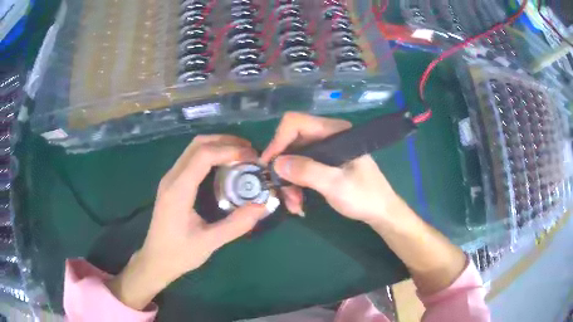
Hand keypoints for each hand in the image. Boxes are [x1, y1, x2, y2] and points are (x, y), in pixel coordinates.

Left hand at [107, 135, 267, 309]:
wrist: (155, 260)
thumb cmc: (179, 253)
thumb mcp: (209, 243)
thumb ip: (236, 225)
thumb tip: (262, 206)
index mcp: (178, 190)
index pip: (203, 156)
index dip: (229, 150)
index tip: (251, 156)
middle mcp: (171, 178)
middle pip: (197, 144)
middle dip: (225, 141)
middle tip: (250, 151)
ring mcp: (170, 179)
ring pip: (193, 148)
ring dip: (218, 145)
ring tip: (241, 155)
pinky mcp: (172, 183)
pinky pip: (191, 158)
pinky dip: (210, 154)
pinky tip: (224, 165)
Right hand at [261, 112, 401, 224]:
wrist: (381, 211)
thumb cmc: (365, 196)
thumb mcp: (335, 185)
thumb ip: (307, 171)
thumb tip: (276, 163)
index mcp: (334, 132)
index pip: (296, 123)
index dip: (278, 141)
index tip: (269, 165)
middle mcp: (328, 137)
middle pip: (292, 143)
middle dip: (284, 169)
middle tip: (281, 193)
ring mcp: (326, 151)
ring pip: (294, 159)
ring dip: (289, 182)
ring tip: (294, 204)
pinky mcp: (325, 164)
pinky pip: (301, 170)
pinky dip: (296, 185)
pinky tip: (299, 202)